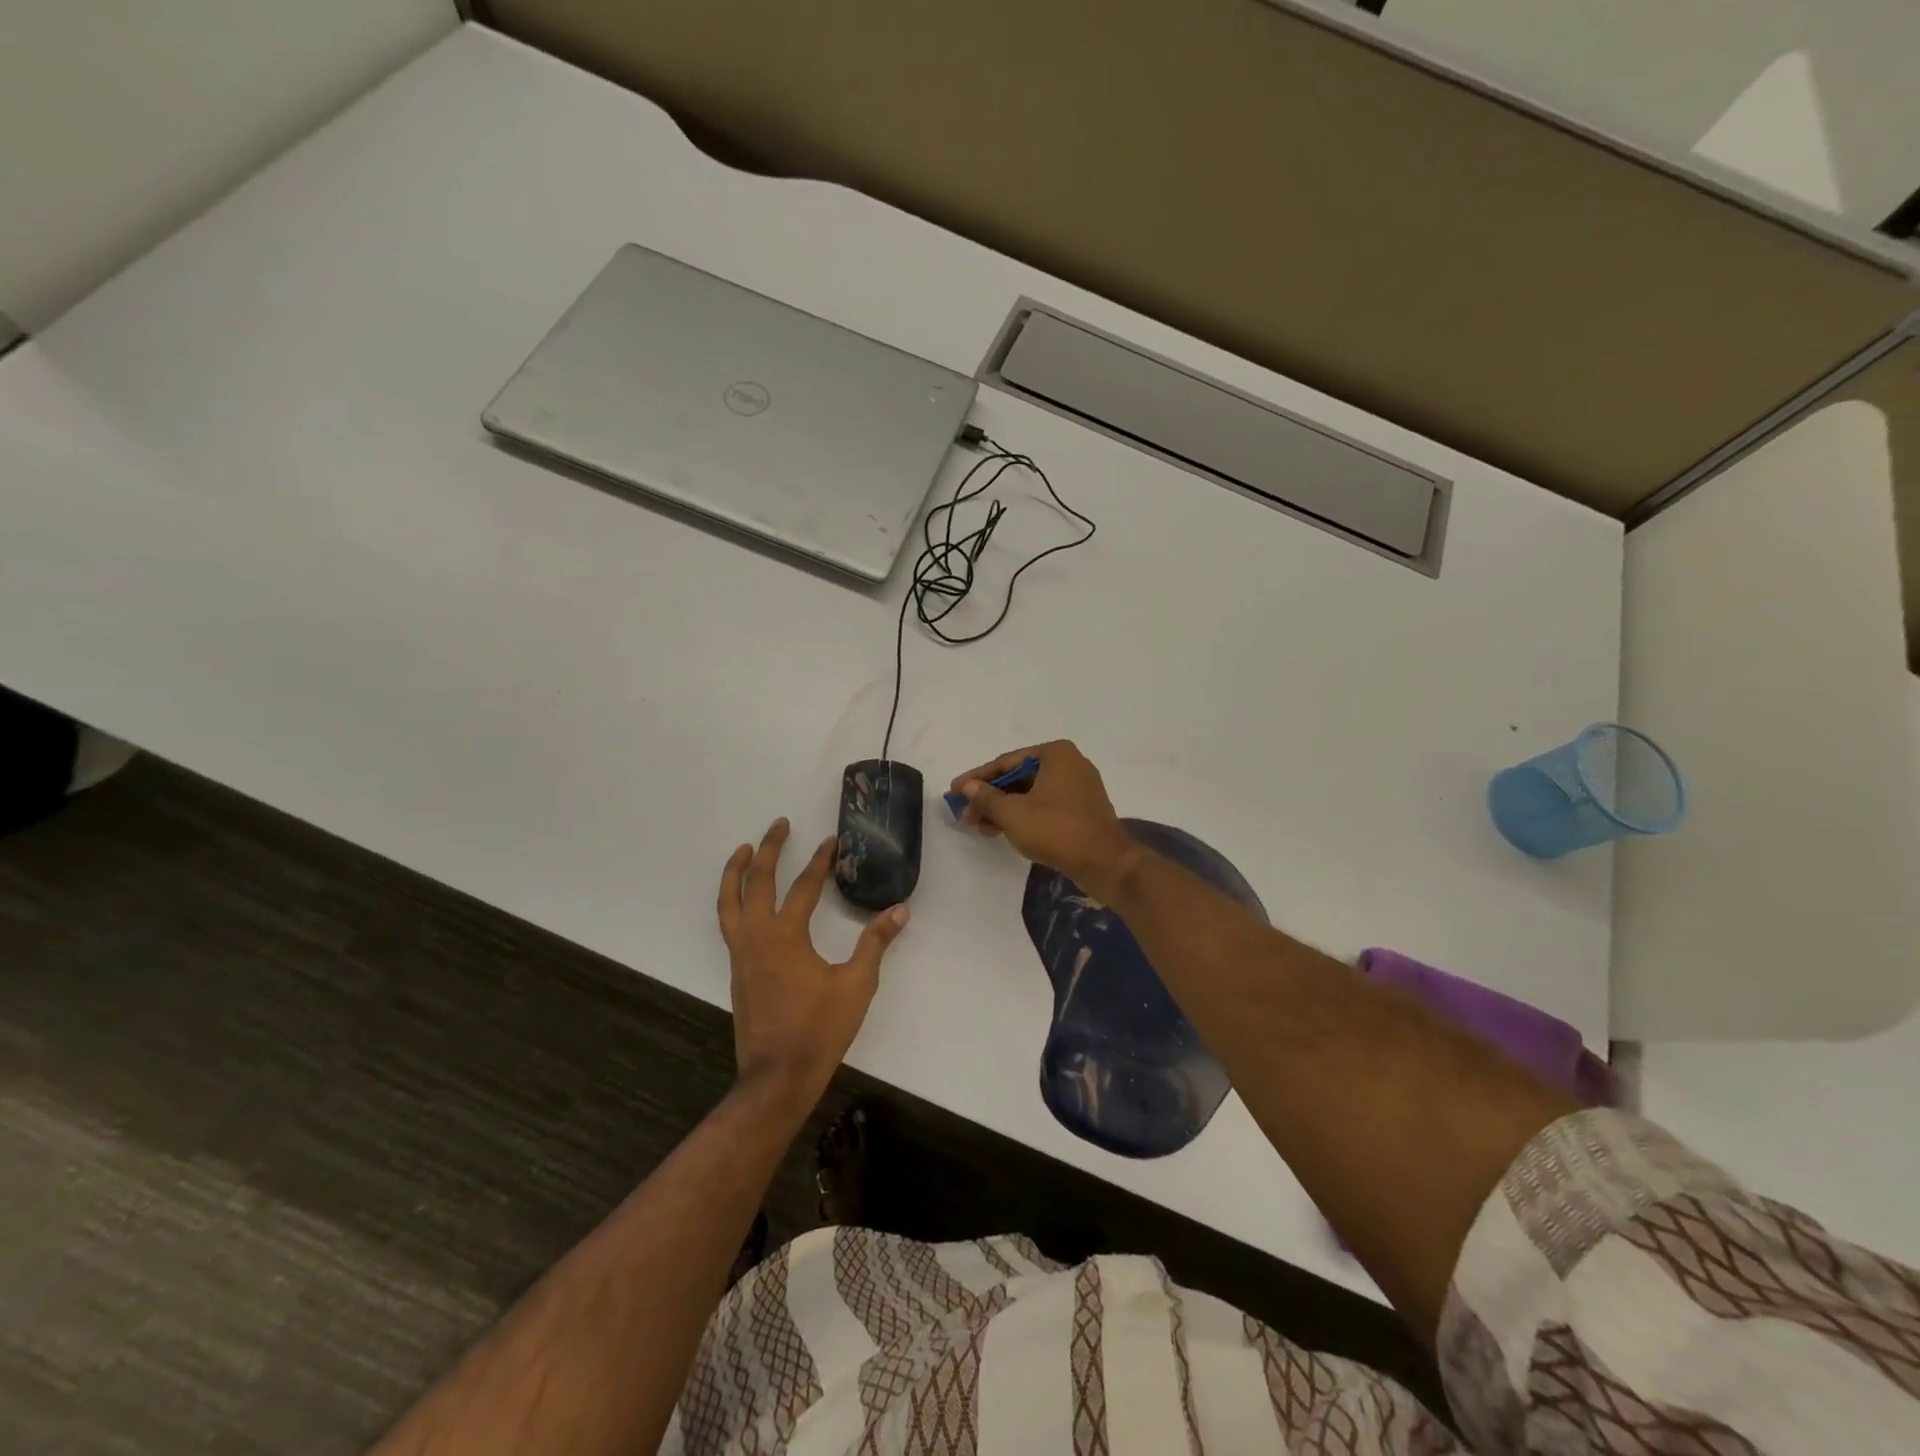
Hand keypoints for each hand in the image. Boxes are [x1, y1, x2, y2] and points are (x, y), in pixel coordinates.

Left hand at [717, 818, 909, 1104]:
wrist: (777, 1076)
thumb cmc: (820, 1028)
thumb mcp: (856, 984)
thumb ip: (875, 943)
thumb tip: (900, 910)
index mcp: (786, 935)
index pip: (804, 886)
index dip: (819, 861)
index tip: (831, 841)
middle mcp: (757, 936)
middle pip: (756, 881)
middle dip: (768, 849)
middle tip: (779, 824)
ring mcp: (741, 954)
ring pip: (730, 901)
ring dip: (736, 871)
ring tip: (744, 849)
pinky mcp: (736, 970)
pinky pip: (728, 923)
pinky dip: (732, 900)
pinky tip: (744, 901)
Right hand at [949, 740, 1136, 892]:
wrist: (1105, 863)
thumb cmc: (1057, 830)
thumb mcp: (1013, 814)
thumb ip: (986, 797)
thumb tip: (968, 787)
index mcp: (1055, 753)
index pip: (1006, 762)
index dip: (976, 778)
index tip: (954, 791)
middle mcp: (1069, 763)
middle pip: (1018, 777)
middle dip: (990, 797)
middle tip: (966, 814)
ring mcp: (1079, 787)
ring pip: (1031, 793)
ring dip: (1004, 809)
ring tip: (980, 827)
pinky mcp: (1082, 809)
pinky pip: (1045, 806)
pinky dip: (1023, 816)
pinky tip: (1003, 831)